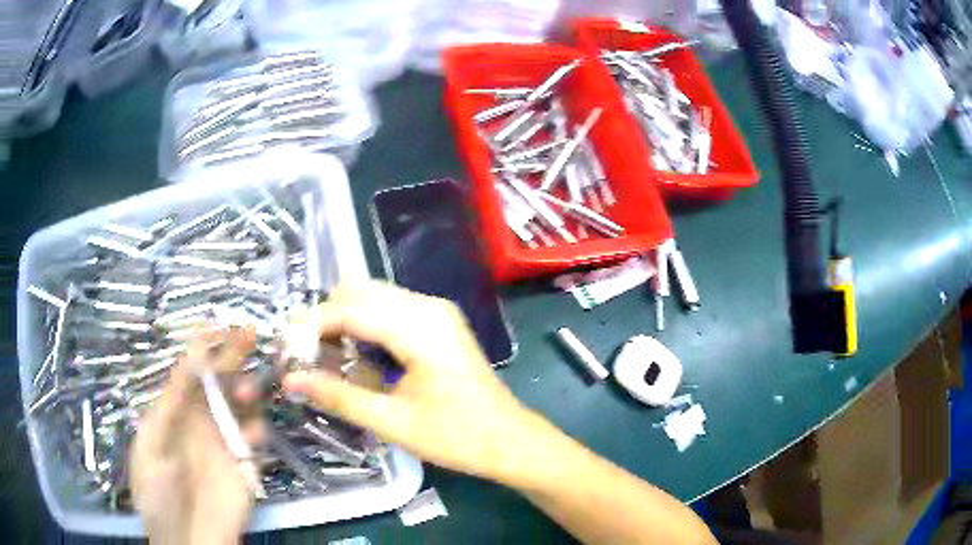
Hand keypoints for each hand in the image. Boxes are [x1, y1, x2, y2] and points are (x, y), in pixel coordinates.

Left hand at [131, 327, 264, 544]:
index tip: (218, 325)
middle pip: (217, 382)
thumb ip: (168, 405)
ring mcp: (223, 444)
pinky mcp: (244, 466)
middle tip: (250, 333)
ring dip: (245, 390)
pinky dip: (258, 427)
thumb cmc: (157, 494)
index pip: (190, 374)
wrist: (186, 541)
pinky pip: (255, 439)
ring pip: (239, 405)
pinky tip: (254, 429)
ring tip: (245, 390)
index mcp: (173, 414)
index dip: (203, 349)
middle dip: (232, 356)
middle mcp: (199, 422)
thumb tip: (189, 362)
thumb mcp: (150, 444)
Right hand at [282, 281, 542, 483]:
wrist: (509, 440)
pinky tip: (356, 355)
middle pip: (359, 292)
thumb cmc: (456, 436)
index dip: (311, 325)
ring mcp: (436, 311)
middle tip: (304, 356)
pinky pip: (390, 308)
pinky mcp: (439, 322)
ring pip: (374, 296)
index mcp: (419, 327)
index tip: (286, 349)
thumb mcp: (391, 421)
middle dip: (326, 319)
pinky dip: (365, 324)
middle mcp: (428, 306)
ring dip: (344, 319)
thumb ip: (337, 396)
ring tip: (325, 358)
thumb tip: (290, 380)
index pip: (349, 309)